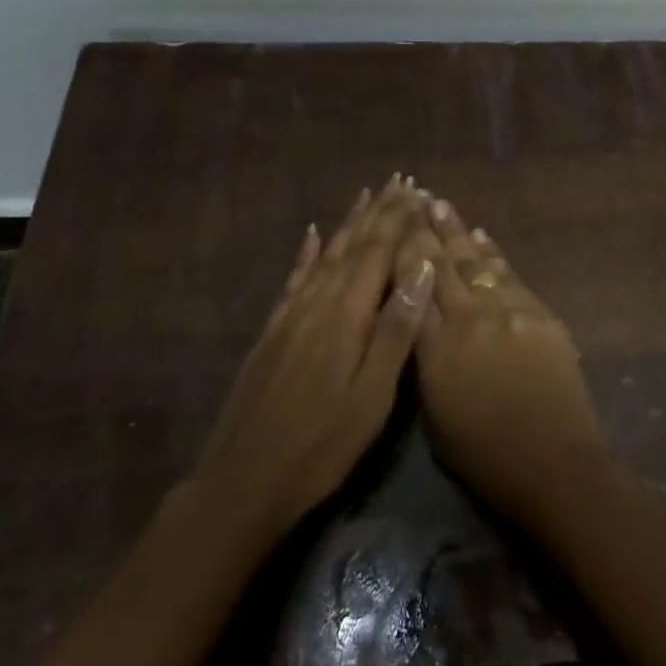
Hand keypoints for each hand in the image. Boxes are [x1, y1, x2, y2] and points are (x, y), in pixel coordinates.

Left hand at [194, 177, 435, 545]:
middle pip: (353, 246)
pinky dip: (307, 254)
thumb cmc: (321, 446)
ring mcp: (291, 316)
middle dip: (379, 212)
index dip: (399, 220)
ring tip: (366, 196)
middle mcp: (318, 303)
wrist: (242, 484)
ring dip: (349, 224)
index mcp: (346, 316)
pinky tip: (312, 237)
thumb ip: (396, 329)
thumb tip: (422, 268)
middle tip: (399, 181)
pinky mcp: (273, 333)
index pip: (379, 253)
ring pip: (326, 256)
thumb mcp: (371, 396)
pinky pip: (294, 280)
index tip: (418, 191)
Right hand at [396, 197, 607, 526]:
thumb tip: (420, 320)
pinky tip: (480, 236)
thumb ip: (424, 360)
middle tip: (413, 198)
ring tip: (440, 205)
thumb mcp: (435, 415)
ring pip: (475, 262)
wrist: (555, 463)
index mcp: (436, 350)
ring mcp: (507, 311)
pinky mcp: (538, 312)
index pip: (411, 289)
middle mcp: (469, 320)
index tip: (391, 225)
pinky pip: (508, 274)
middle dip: (425, 231)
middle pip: (441, 266)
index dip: (400, 254)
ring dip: (456, 232)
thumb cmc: (485, 456)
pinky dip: (492, 253)